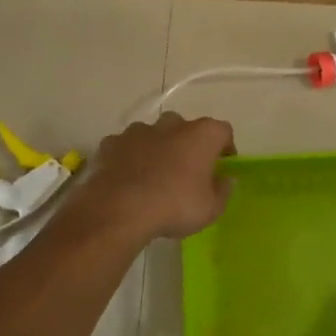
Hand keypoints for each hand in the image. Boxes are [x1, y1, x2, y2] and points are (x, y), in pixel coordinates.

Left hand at [73, 113, 235, 241]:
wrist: (120, 210)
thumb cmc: (175, 206)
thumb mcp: (211, 208)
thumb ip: (223, 190)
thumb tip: (224, 180)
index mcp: (203, 134)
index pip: (223, 131)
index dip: (224, 148)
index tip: (221, 168)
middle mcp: (172, 124)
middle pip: (186, 128)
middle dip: (188, 145)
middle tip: (187, 172)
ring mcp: (139, 131)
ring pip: (154, 134)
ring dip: (157, 148)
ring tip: (154, 176)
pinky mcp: (111, 143)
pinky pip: (126, 147)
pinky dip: (129, 157)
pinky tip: (127, 179)